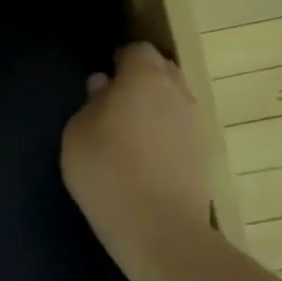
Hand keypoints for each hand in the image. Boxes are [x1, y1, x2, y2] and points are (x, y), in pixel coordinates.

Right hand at [61, 42, 212, 266]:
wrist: (159, 230)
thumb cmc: (107, 172)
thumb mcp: (77, 133)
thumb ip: (90, 103)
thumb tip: (103, 86)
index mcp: (145, 78)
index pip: (137, 50)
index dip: (118, 60)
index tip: (101, 81)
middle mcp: (178, 93)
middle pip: (162, 70)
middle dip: (140, 79)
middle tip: (112, 103)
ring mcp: (196, 124)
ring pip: (174, 100)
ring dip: (154, 107)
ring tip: (128, 133)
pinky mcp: (205, 154)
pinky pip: (181, 128)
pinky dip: (165, 133)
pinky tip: (145, 157)